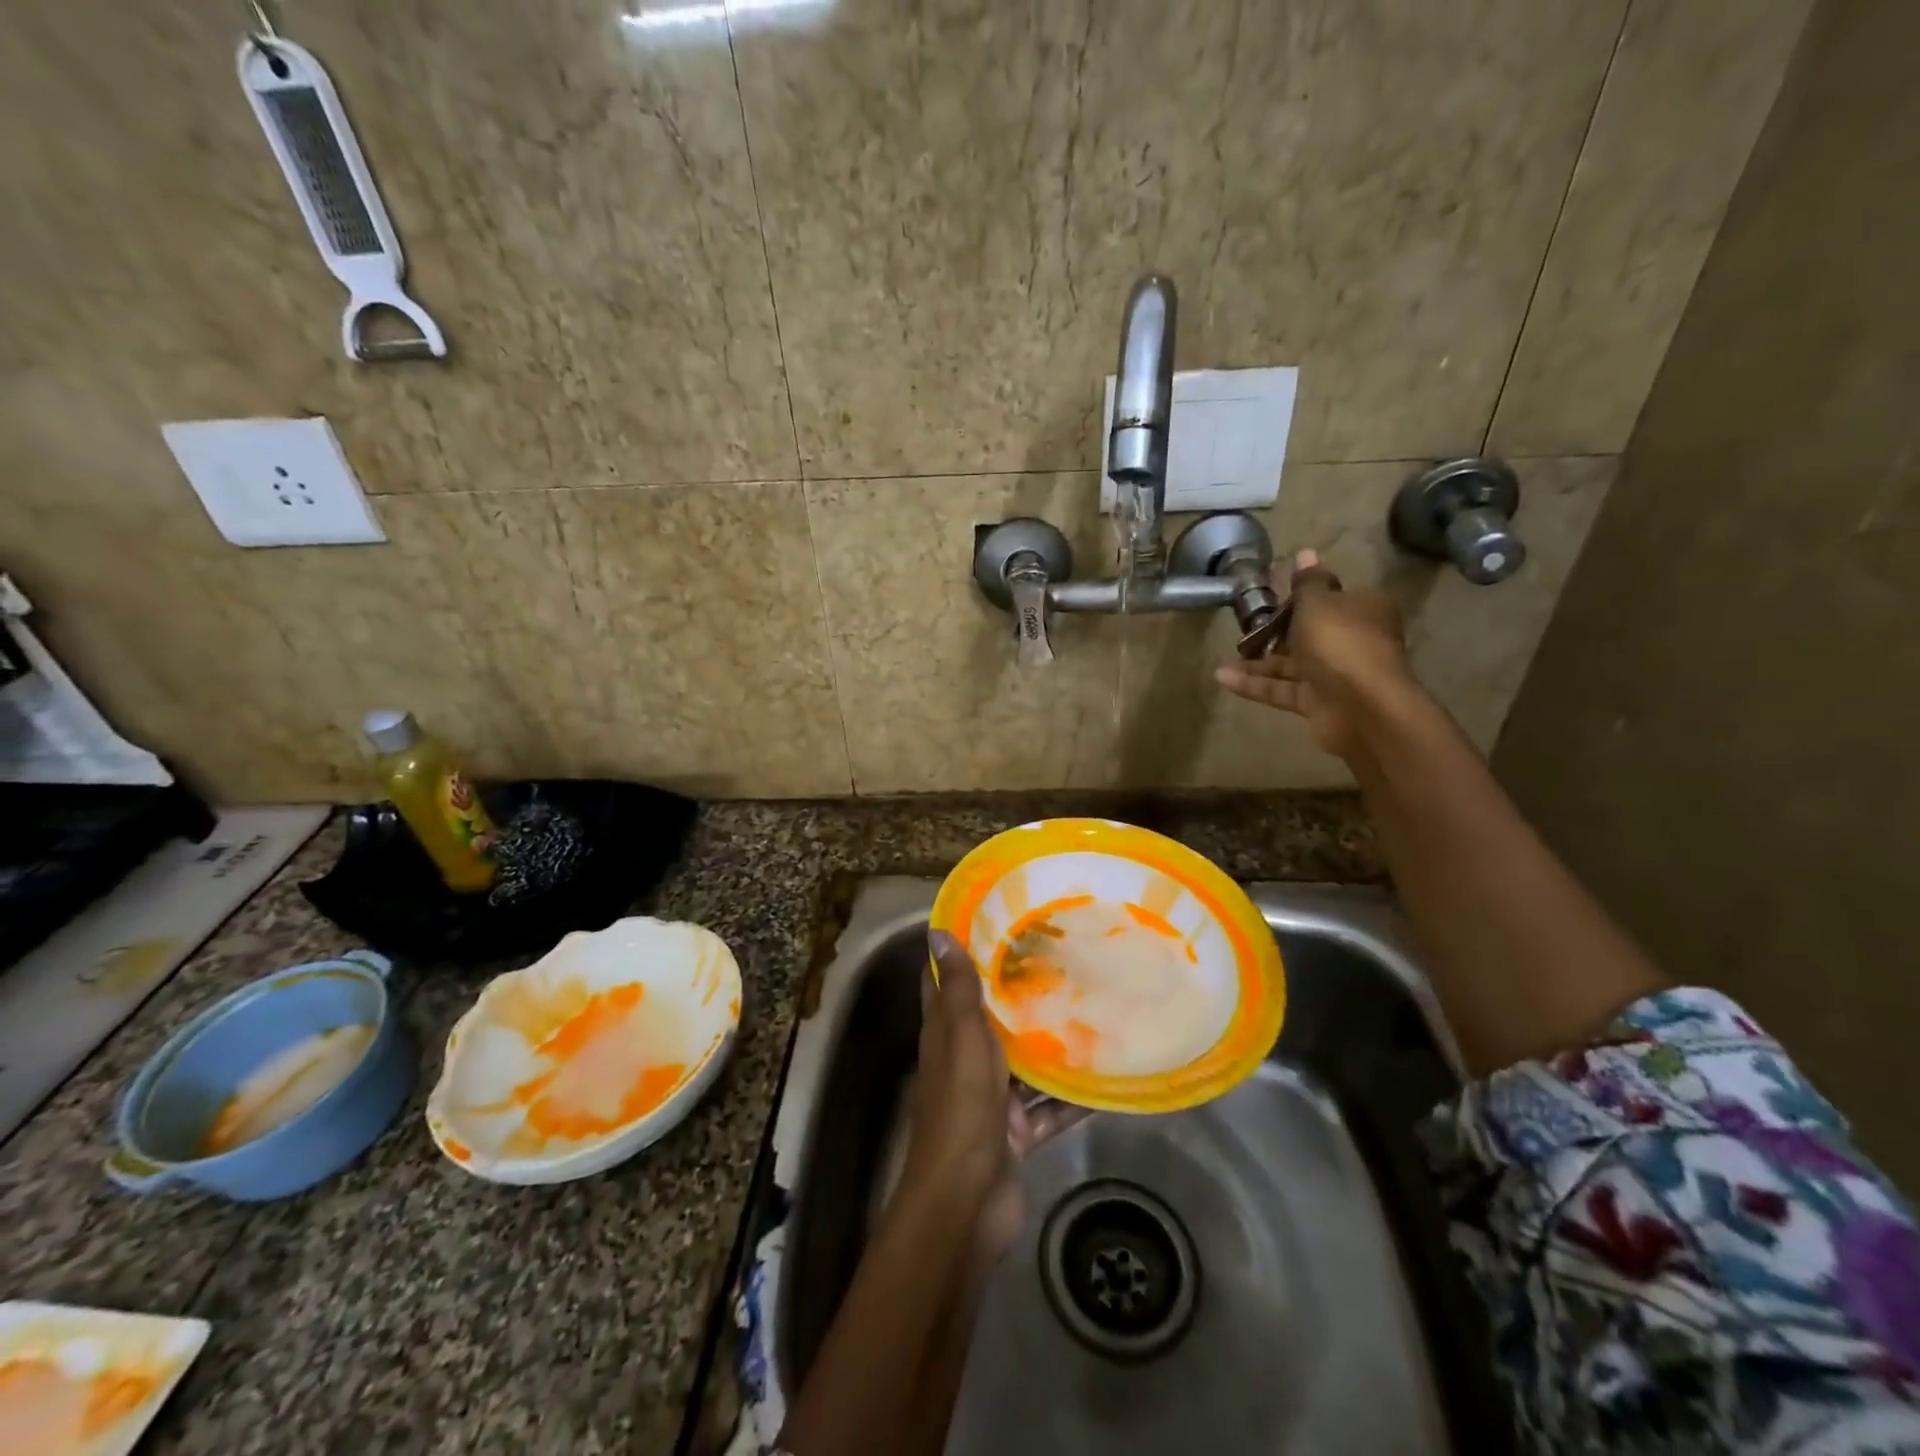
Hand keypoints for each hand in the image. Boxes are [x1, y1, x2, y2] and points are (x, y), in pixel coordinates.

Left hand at [904, 933, 1086, 1265]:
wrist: (966, 1203)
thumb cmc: (961, 1108)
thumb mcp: (961, 1039)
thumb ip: (956, 989)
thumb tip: (936, 931)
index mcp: (945, 1035)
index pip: (944, 983)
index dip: (960, 952)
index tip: (993, 921)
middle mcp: (965, 1061)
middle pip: (990, 1020)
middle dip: (1019, 994)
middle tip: (1061, 959)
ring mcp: (992, 1099)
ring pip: (1025, 1064)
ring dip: (1052, 1045)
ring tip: (1092, 1009)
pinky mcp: (1017, 1132)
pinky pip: (1050, 1109)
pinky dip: (1072, 1098)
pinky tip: (1106, 1079)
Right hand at [1214, 548, 1414, 760]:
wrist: (1362, 706)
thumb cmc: (1341, 642)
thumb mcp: (1319, 603)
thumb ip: (1307, 583)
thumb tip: (1305, 553)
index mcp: (1362, 609)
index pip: (1331, 597)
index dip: (1301, 596)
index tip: (1270, 595)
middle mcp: (1351, 640)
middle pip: (1308, 632)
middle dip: (1275, 631)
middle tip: (1241, 626)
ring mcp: (1334, 675)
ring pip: (1291, 664)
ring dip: (1257, 661)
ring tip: (1223, 657)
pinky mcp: (1316, 703)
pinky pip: (1281, 689)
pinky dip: (1254, 684)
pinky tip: (1222, 677)